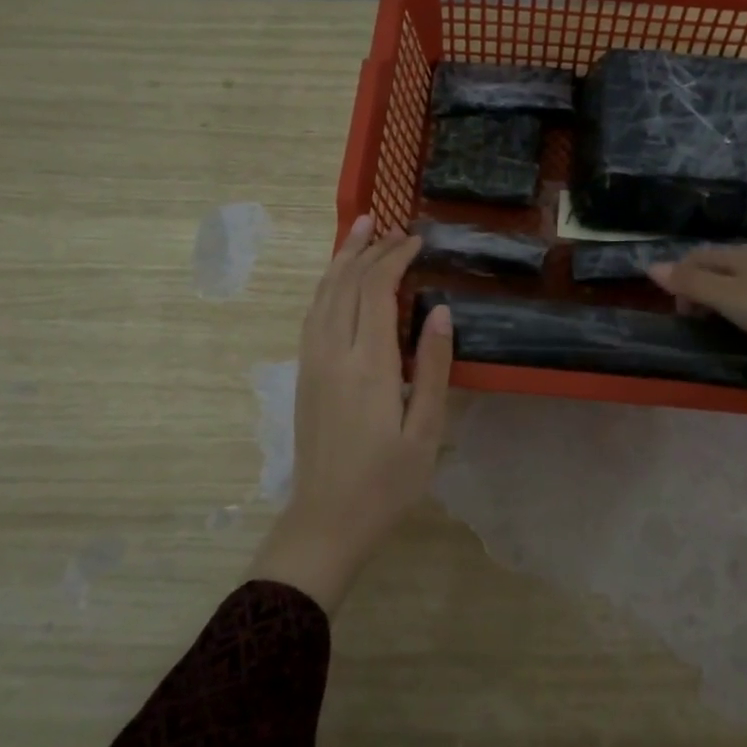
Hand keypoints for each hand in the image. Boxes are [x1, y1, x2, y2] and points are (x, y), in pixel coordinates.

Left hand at [247, 216, 452, 613]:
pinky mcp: (305, 373)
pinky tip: (337, 279)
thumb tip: (441, 311)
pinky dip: (327, 285)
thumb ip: (434, 368)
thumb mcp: (426, 431)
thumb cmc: (386, 483)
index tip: (417, 240)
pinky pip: (313, 314)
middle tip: (394, 226)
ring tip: (360, 229)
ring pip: (323, 294)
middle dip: (370, 249)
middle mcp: (333, 353)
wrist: (326, 521)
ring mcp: (312, 362)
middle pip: (347, 284)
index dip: (395, 259)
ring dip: (343, 259)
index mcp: (368, 365)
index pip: (376, 291)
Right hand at [648, 246, 746, 368]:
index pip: (699, 258)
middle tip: (705, 337)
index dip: (681, 280)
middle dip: (713, 306)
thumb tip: (651, 265)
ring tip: (739, 359)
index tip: (680, 315)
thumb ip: (694, 284)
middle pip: (730, 281)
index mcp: (743, 260)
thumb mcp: (733, 297)